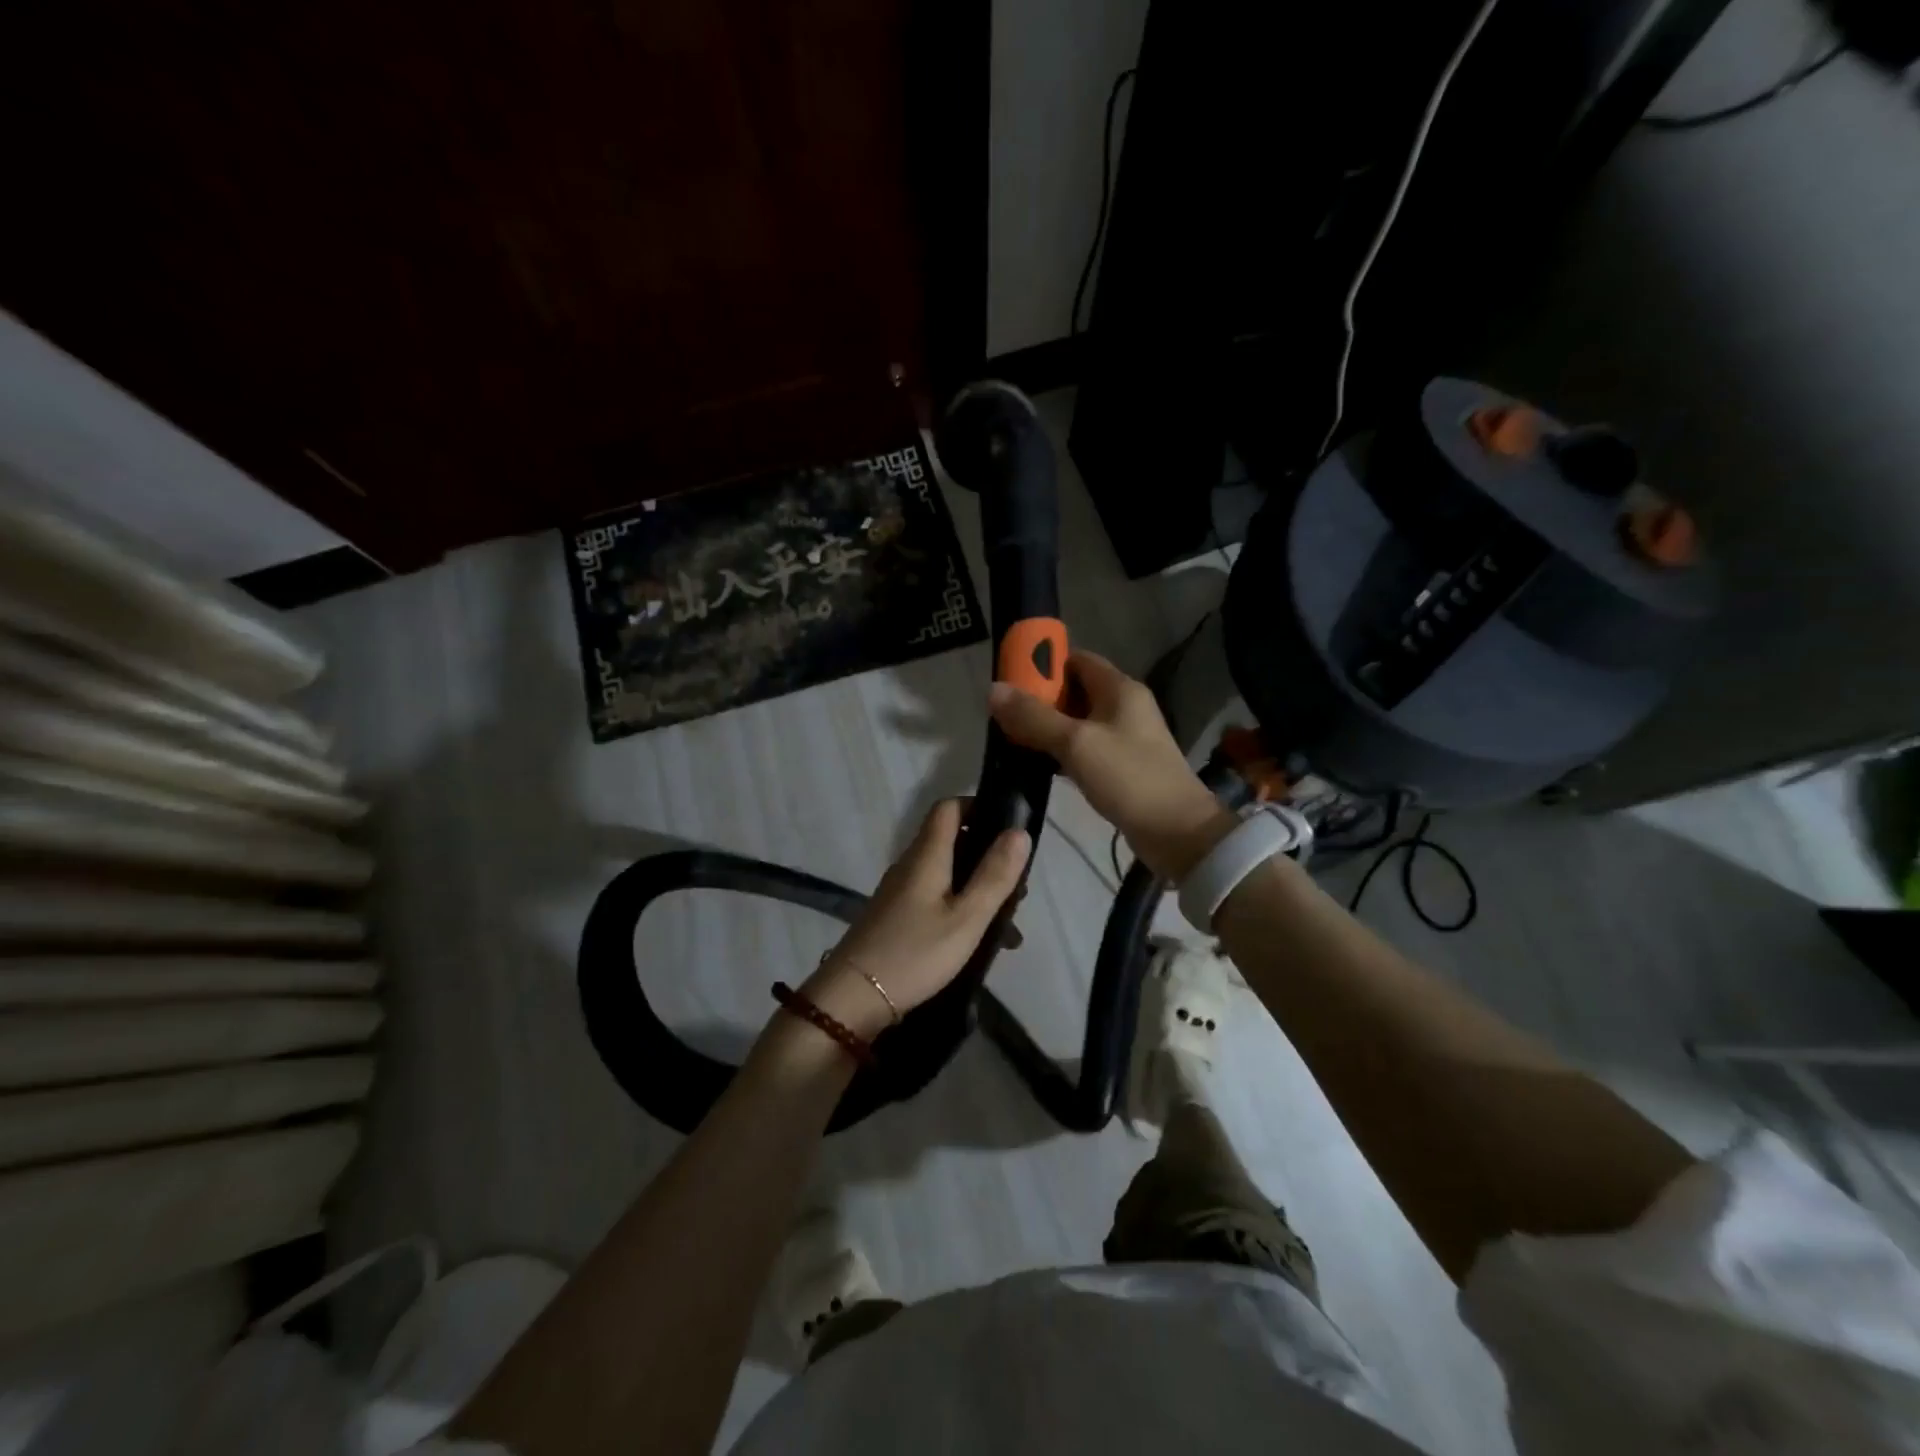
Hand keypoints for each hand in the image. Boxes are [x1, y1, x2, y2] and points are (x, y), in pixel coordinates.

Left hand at [804, 799, 1030, 1038]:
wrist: (853, 998)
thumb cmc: (915, 953)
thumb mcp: (966, 917)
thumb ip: (994, 875)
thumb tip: (1019, 831)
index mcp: (926, 855)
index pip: (949, 808)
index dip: (978, 807)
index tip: (1009, 827)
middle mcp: (910, 865)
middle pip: (951, 841)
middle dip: (987, 857)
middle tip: (1017, 889)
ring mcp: (899, 892)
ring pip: (946, 875)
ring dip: (977, 889)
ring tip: (1007, 926)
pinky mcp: (896, 918)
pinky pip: (935, 899)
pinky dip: (960, 909)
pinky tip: (978, 943)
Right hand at [989, 650, 1232, 880]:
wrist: (1177, 832)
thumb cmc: (1128, 778)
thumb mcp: (1075, 743)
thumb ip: (1034, 717)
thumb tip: (993, 690)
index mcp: (1120, 689)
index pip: (1076, 659)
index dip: (1044, 665)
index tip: (1011, 681)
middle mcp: (1125, 706)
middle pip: (1075, 690)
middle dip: (1040, 700)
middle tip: (1005, 716)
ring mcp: (1126, 738)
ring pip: (1078, 722)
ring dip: (1049, 728)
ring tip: (1013, 741)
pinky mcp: (1123, 766)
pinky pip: (1086, 748)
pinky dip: (1062, 752)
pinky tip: (1039, 766)